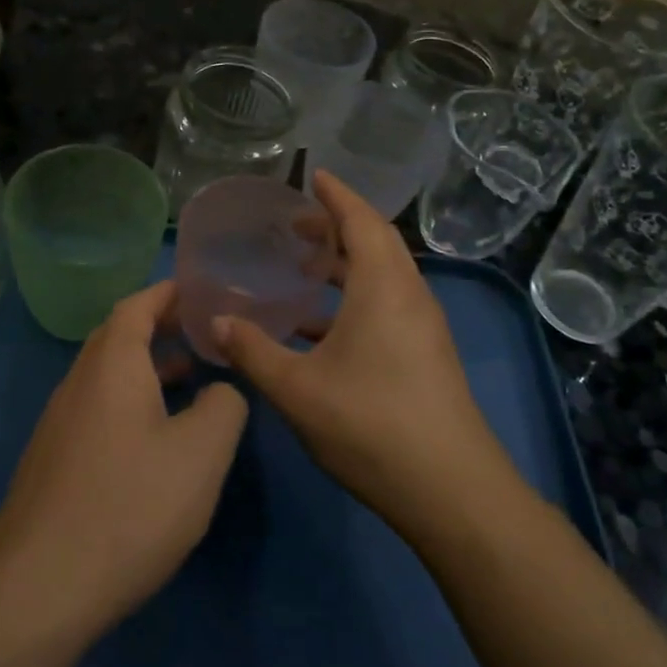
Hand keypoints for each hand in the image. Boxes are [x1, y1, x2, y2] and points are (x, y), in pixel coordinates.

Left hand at [0, 280, 248, 641]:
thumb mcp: (202, 452)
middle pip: (117, 336)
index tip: (200, 291)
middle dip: (159, 326)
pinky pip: (97, 409)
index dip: (168, 293)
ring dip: (146, 367)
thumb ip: (224, 406)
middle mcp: (78, 382)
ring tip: (189, 379)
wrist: (38, 588)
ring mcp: (59, 423)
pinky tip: (155, 439)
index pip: (136, 305)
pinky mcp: (53, 461)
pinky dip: (130, 402)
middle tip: (202, 332)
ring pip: (107, 376)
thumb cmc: (129, 505)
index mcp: (111, 365)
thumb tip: (221, 391)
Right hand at [211, 172, 518, 545]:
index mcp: (383, 287)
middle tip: (296, 225)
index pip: (361, 220)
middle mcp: (409, 295)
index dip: (336, 195)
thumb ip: (252, 351)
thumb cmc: (370, 425)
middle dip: (338, 226)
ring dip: (347, 263)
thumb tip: (215, 322)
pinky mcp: (427, 354)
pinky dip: (355, 297)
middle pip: (376, 242)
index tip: (313, 176)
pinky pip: (389, 303)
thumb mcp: (297, 388)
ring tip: (305, 268)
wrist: (451, 490)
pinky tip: (320, 328)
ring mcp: (424, 326)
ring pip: (384, 275)